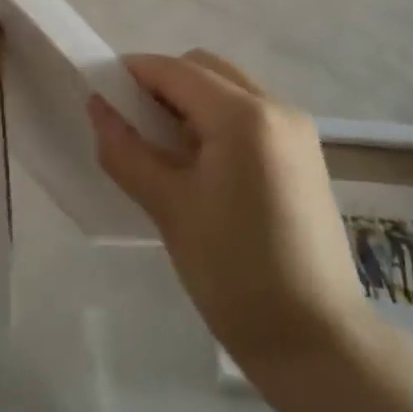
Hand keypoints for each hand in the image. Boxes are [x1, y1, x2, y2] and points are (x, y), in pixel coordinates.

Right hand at [89, 51, 367, 366]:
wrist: (317, 342)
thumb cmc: (235, 273)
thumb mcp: (169, 208)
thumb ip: (126, 150)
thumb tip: (96, 106)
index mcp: (244, 116)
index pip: (175, 71)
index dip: (131, 74)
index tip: (98, 93)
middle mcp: (277, 107)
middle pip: (205, 69)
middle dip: (161, 84)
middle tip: (130, 124)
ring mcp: (297, 130)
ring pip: (228, 88)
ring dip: (189, 101)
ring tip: (161, 147)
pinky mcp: (304, 155)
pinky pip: (249, 114)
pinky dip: (216, 120)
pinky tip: (198, 163)